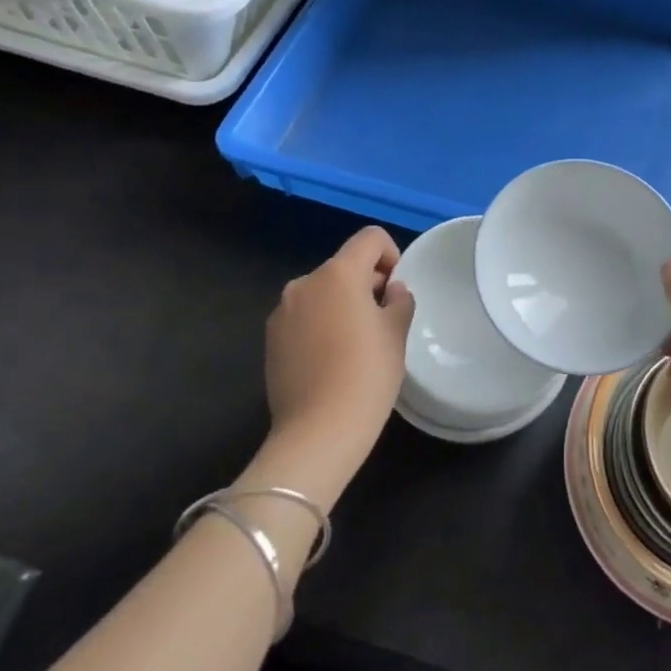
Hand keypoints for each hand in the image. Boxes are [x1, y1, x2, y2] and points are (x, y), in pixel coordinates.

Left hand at [261, 226, 414, 496]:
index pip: (370, 238)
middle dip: (366, 284)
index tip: (395, 291)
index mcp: (338, 274)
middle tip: (382, 323)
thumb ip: (399, 300)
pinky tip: (330, 361)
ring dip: (341, 305)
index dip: (390, 255)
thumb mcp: (397, 333)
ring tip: (355, 346)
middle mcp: (305, 283)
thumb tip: (391, 291)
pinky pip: (304, 316)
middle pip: (344, 266)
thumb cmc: (366, 375)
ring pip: (323, 292)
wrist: (317, 432)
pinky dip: (320, 325)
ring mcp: (282, 311)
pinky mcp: (271, 339)